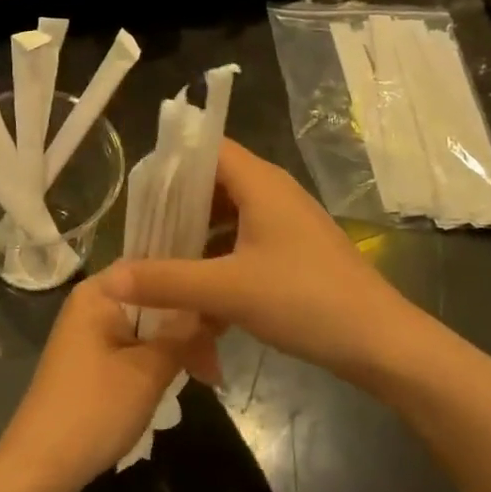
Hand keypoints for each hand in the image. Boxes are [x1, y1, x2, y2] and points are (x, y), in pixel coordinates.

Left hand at [0, 277, 218, 491]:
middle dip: (189, 321)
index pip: (154, 266)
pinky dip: (160, 357)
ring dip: (178, 343)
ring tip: (211, 370)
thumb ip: (185, 335)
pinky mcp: (94, 360)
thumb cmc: (94, 410)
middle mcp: (93, 304)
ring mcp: (92, 333)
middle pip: (152, 298)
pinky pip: (136, 345)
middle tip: (223, 347)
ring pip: (148, 325)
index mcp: (99, 292)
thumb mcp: (148, 371)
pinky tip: (186, 373)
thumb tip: (217, 308)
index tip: (225, 302)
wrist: (40, 468)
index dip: (191, 281)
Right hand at [102, 140, 412, 381]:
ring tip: (160, 264)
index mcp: (259, 183)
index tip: (137, 192)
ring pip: (228, 218)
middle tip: (140, 234)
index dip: (169, 164)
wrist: (380, 342)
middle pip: (212, 184)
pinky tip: (199, 295)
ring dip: (196, 238)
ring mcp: (286, 223)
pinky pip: (244, 243)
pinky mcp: (294, 252)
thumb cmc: (304, 300)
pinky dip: (219, 260)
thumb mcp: (227, 290)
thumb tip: (110, 278)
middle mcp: (273, 192)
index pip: (205, 149)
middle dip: (175, 208)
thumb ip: (166, 281)